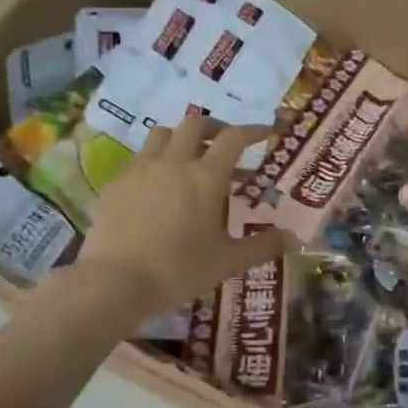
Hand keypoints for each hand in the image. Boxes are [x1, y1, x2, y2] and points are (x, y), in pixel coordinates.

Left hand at [79, 118, 288, 313]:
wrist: (114, 282)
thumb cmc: (179, 270)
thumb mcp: (227, 262)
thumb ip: (262, 246)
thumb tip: (293, 238)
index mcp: (206, 178)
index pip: (234, 139)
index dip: (253, 131)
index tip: (266, 132)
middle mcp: (173, 163)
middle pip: (195, 125)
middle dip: (215, 128)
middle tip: (226, 144)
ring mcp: (140, 170)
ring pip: (162, 135)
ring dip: (181, 138)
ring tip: (189, 158)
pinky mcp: (115, 184)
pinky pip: (139, 158)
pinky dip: (155, 160)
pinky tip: (158, 184)